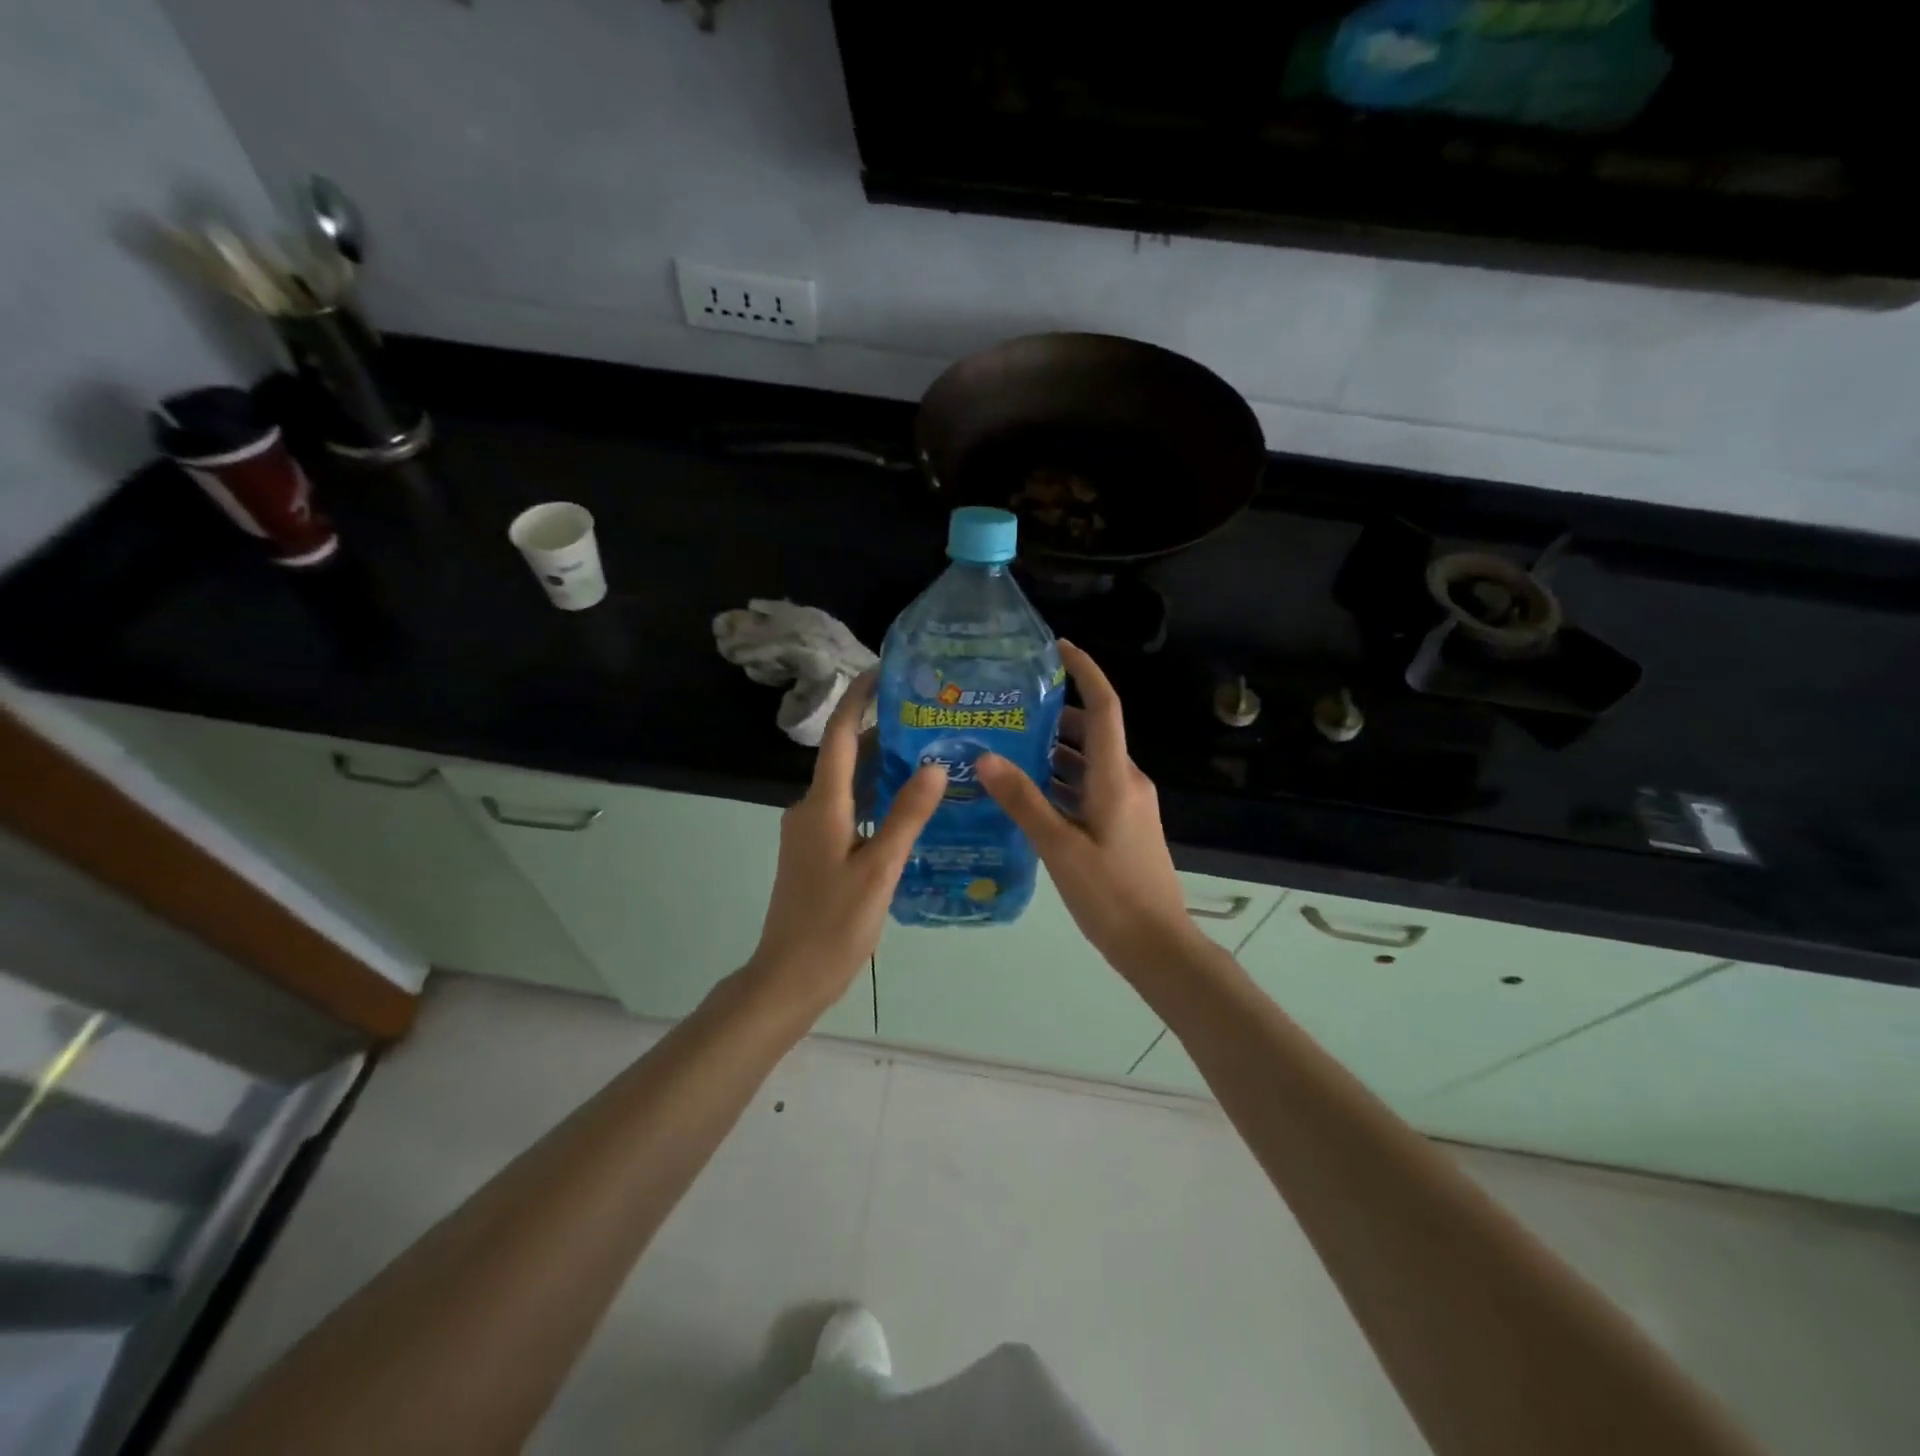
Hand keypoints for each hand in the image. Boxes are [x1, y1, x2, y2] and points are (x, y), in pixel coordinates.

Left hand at [747, 673, 945, 1015]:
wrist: (789, 976)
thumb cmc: (835, 924)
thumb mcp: (879, 869)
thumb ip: (906, 816)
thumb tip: (934, 765)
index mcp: (823, 805)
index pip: (840, 736)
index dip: (859, 699)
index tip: (883, 671)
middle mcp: (811, 808)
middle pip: (846, 757)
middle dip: (881, 731)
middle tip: (927, 716)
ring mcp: (810, 831)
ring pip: (849, 786)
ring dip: (881, 766)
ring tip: (927, 752)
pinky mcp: (815, 851)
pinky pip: (848, 810)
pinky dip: (875, 798)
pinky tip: (907, 806)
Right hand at [977, 641, 1203, 978]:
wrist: (1157, 945)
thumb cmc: (1111, 895)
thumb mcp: (1059, 847)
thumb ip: (1023, 800)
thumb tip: (985, 756)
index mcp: (1116, 778)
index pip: (1104, 707)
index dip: (1085, 672)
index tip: (1058, 648)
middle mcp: (1126, 781)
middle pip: (1091, 733)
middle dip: (1053, 716)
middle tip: (1006, 709)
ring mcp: (1127, 804)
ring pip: (1088, 763)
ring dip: (1053, 752)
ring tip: (1005, 747)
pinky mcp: (1123, 824)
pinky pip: (1089, 788)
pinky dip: (1061, 782)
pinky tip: (1026, 793)